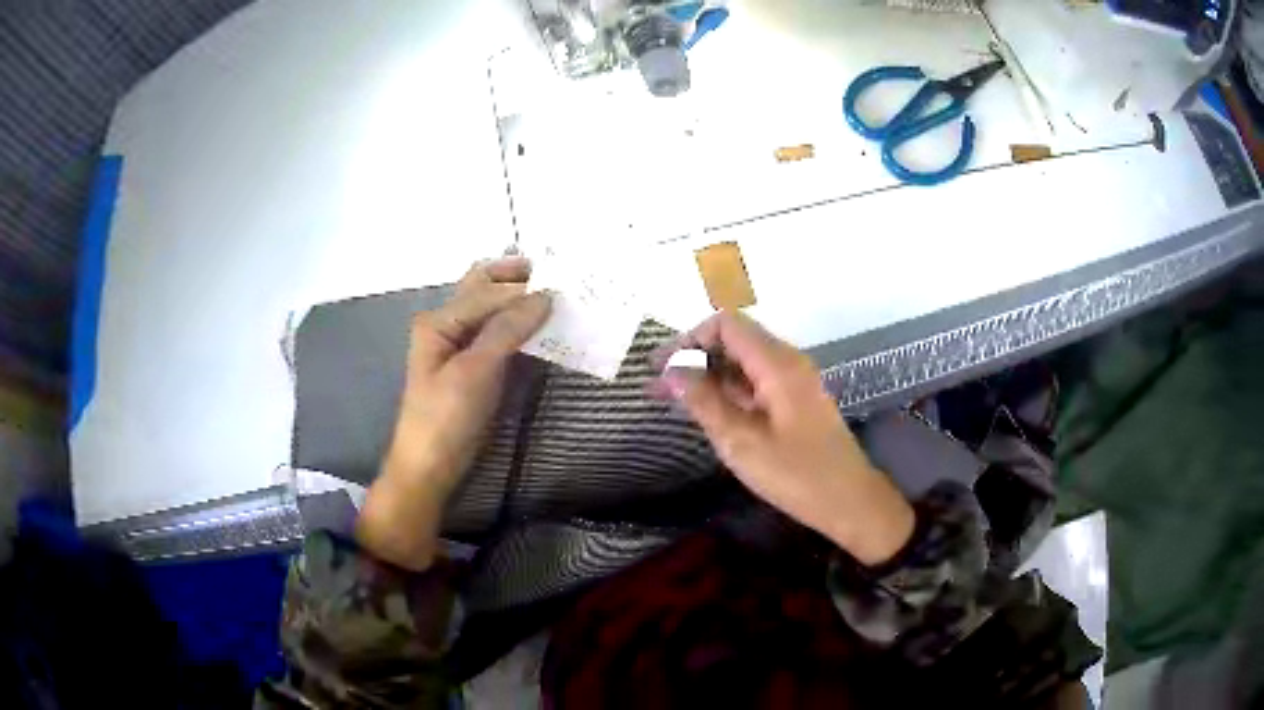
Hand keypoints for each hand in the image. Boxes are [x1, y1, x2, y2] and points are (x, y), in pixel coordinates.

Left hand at [357, 257, 550, 570]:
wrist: (430, 467)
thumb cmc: (446, 419)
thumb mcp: (475, 372)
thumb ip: (506, 330)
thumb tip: (545, 296)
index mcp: (439, 321)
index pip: (488, 293)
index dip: (523, 289)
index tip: (564, 288)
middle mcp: (447, 325)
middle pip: (482, 287)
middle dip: (515, 276)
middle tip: (554, 275)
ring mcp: (459, 346)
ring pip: (491, 309)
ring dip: (518, 299)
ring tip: (554, 296)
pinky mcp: (473, 367)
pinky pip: (497, 334)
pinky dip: (519, 325)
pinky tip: (540, 328)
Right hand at [655, 311, 914, 565]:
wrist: (849, 501)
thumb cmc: (796, 475)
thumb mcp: (741, 442)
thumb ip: (704, 402)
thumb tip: (672, 371)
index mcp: (777, 363)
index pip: (726, 324)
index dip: (689, 339)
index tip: (662, 369)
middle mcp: (788, 361)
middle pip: (735, 340)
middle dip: (695, 358)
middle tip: (660, 389)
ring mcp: (795, 380)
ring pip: (745, 362)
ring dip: (710, 376)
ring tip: (676, 402)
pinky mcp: (797, 400)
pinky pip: (757, 381)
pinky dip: (730, 390)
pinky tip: (710, 413)